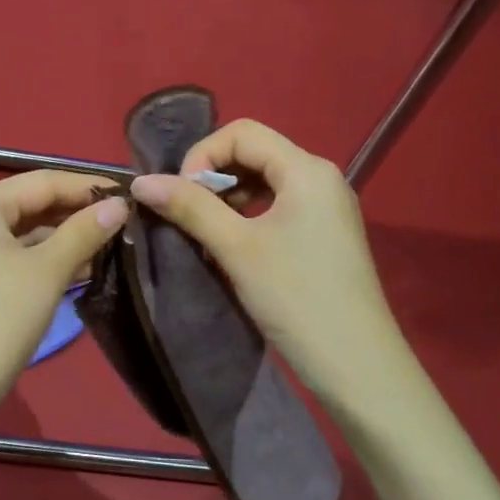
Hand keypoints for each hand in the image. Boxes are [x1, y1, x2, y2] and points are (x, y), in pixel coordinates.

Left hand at [0, 171, 128, 439]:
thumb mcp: (47, 272)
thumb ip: (84, 232)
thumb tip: (120, 204)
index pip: (43, 181)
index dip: (89, 187)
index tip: (131, 194)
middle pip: (31, 204)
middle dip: (77, 214)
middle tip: (126, 222)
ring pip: (22, 232)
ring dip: (63, 239)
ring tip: (112, 245)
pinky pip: (10, 255)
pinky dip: (42, 259)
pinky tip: (81, 269)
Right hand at [129, 120, 400, 408]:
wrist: (357, 365)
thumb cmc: (296, 298)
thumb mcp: (236, 249)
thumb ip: (190, 208)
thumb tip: (141, 182)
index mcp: (306, 169)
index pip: (242, 133)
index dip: (202, 156)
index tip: (181, 196)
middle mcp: (321, 177)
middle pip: (254, 153)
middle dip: (213, 177)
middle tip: (187, 215)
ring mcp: (326, 206)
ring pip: (265, 181)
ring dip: (228, 198)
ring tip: (205, 232)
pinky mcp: (325, 233)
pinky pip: (278, 205)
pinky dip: (248, 215)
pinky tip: (232, 245)